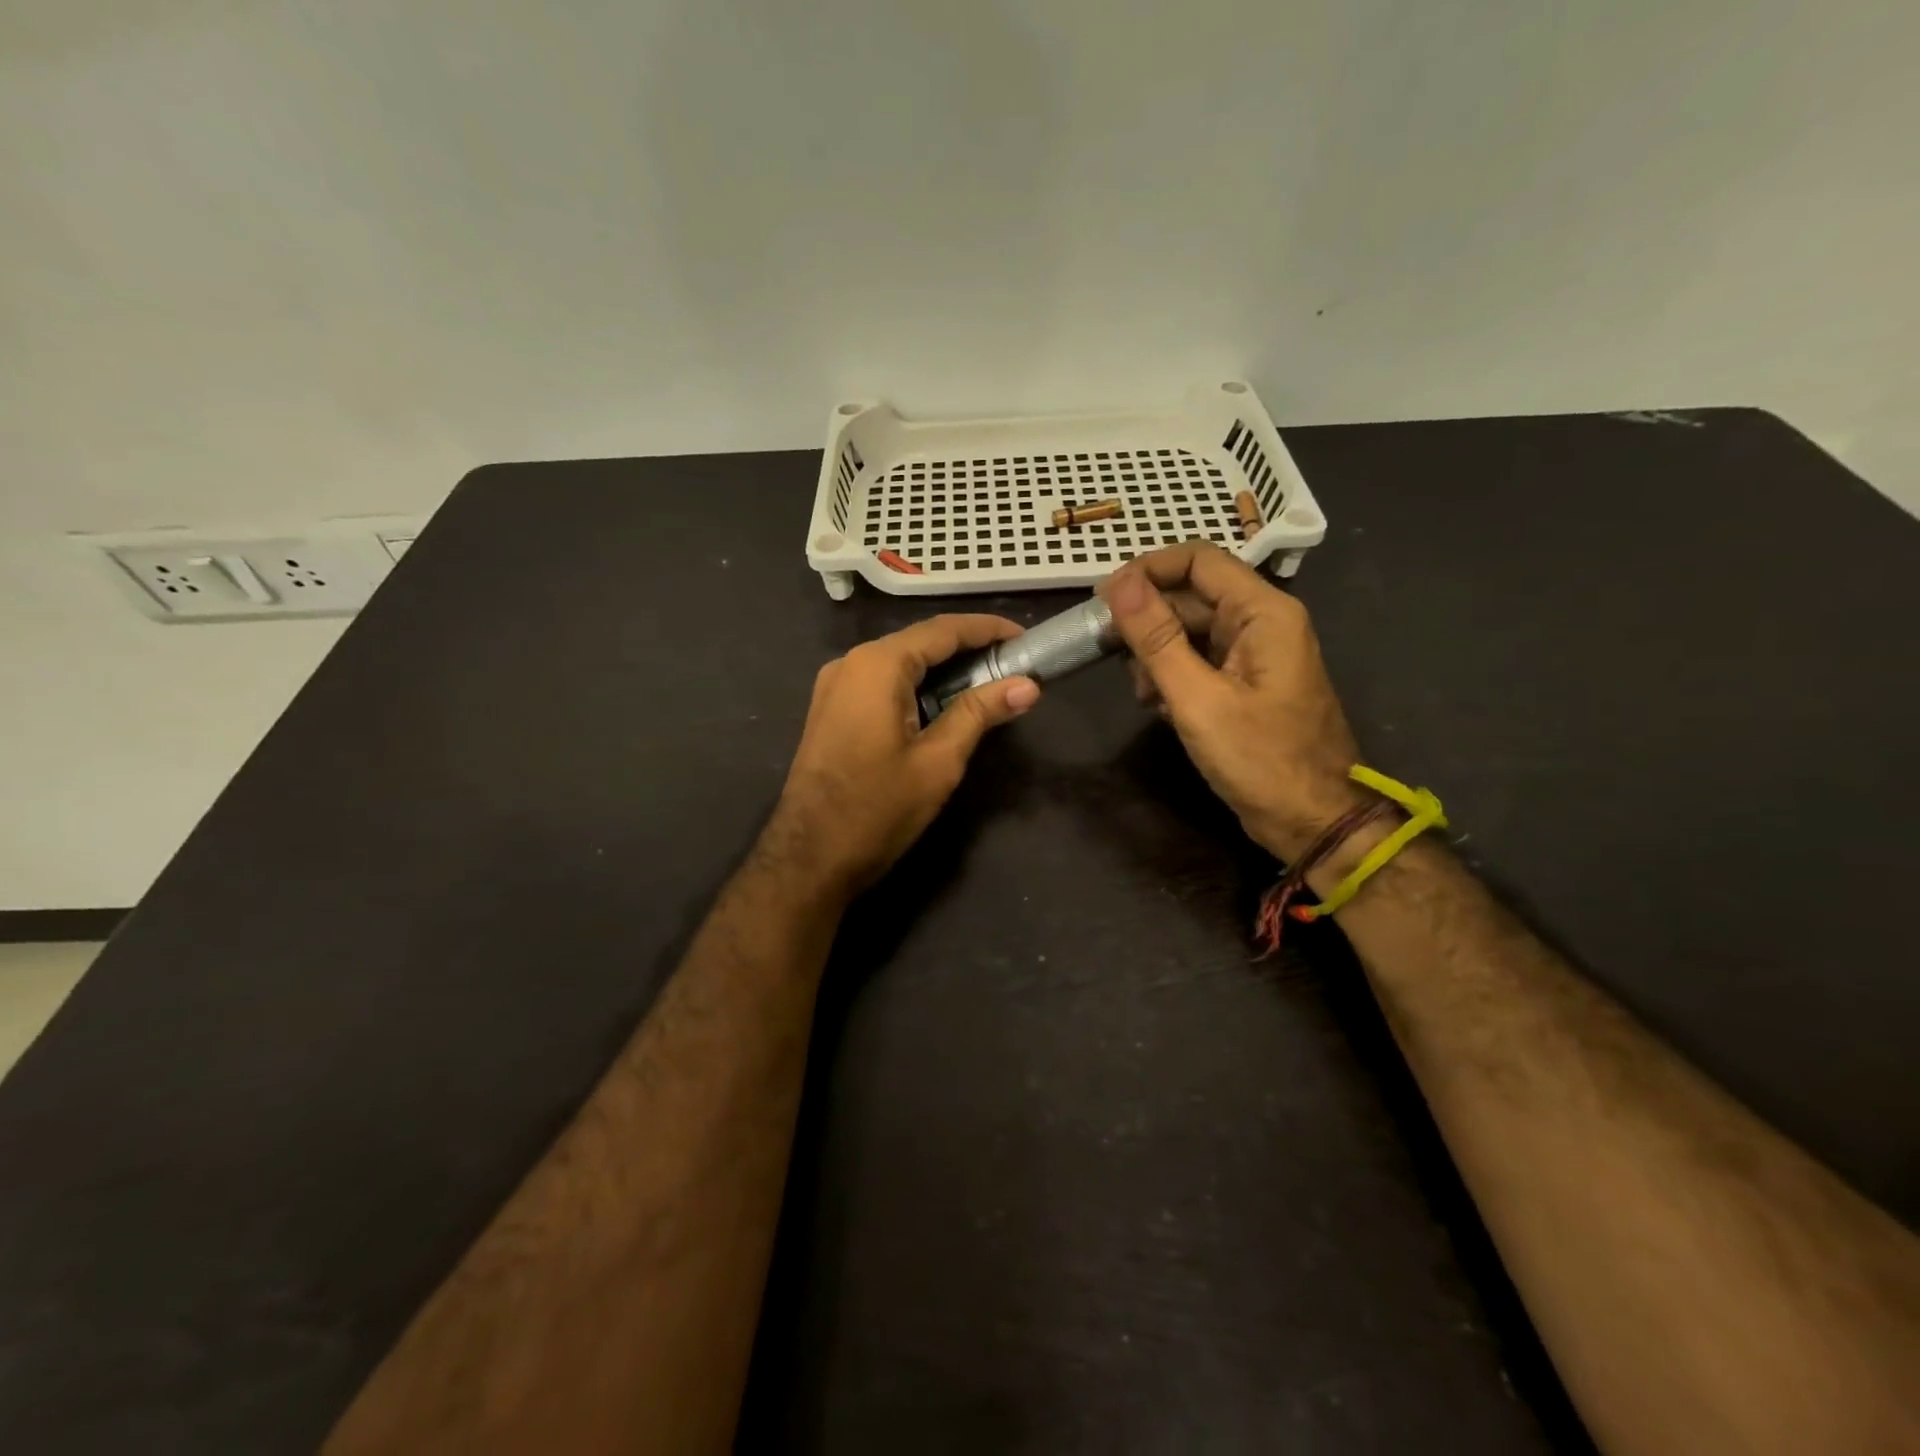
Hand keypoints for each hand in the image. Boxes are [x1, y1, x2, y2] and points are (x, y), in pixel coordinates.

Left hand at [766, 615, 1041, 895]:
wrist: (809, 857)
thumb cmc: (877, 809)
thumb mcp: (938, 761)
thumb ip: (980, 713)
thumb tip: (1028, 685)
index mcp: (877, 665)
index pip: (942, 631)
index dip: (987, 630)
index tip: (1025, 637)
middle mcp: (851, 663)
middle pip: (919, 642)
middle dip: (968, 649)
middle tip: (1014, 664)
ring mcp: (835, 686)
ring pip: (900, 663)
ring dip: (943, 670)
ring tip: (989, 683)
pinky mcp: (831, 710)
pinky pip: (881, 683)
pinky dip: (917, 686)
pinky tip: (944, 704)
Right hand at [1100, 541, 1364, 860]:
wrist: (1313, 822)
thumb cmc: (1260, 760)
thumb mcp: (1198, 699)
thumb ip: (1157, 638)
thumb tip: (1118, 583)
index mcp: (1263, 612)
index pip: (1198, 560)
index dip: (1147, 570)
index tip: (1103, 599)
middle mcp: (1261, 622)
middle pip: (1191, 595)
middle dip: (1147, 620)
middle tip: (1106, 651)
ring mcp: (1254, 654)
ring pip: (1190, 629)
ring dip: (1156, 653)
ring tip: (1140, 692)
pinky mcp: (1244, 683)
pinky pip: (1199, 660)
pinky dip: (1172, 675)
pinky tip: (1157, 706)